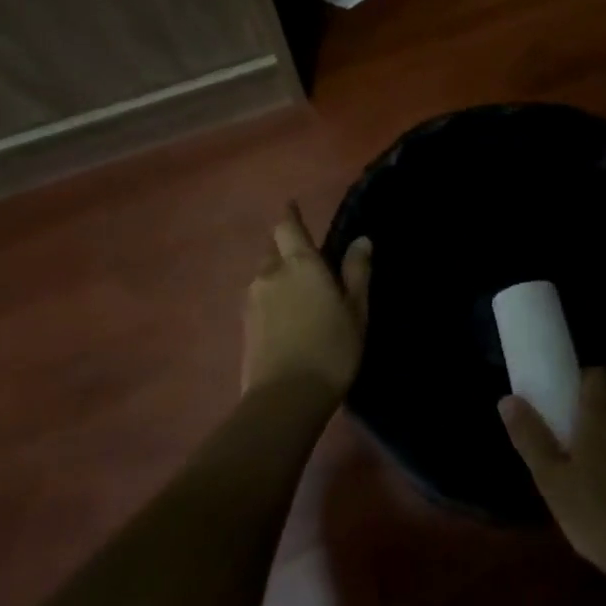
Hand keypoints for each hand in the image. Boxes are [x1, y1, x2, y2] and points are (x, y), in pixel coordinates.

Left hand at [241, 204, 370, 398]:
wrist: (285, 398)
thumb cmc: (331, 348)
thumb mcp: (356, 310)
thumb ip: (357, 272)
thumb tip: (362, 240)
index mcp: (300, 263)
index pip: (287, 226)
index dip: (290, 215)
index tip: (293, 207)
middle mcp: (270, 274)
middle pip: (272, 248)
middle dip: (285, 245)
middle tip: (305, 255)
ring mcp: (252, 300)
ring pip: (263, 274)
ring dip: (277, 273)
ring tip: (297, 288)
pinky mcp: (244, 326)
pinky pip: (258, 298)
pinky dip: (271, 296)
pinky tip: (285, 314)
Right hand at [500, 369, 605, 592]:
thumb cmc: (601, 515)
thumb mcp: (553, 481)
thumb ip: (531, 438)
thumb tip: (507, 399)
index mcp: (604, 413)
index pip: (595, 375)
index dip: (579, 384)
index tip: (563, 407)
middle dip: (595, 424)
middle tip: (572, 455)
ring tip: (598, 486)